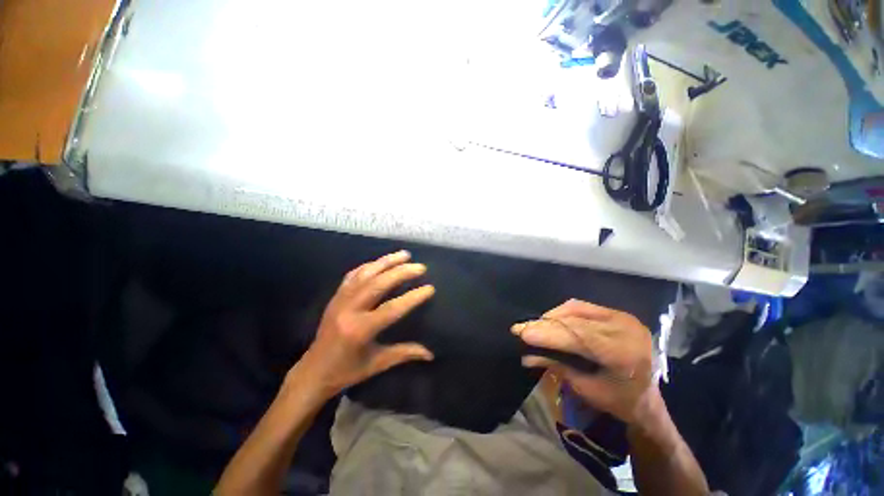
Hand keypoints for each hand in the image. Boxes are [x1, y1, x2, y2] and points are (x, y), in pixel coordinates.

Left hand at [295, 250, 434, 397]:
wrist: (313, 371)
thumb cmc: (347, 371)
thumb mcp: (377, 363)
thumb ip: (404, 354)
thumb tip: (430, 354)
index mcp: (360, 330)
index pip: (392, 308)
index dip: (412, 297)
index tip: (430, 288)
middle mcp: (349, 310)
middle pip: (378, 284)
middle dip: (401, 272)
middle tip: (420, 267)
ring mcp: (340, 300)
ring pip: (366, 274)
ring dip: (387, 261)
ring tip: (405, 254)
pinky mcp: (335, 296)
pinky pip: (353, 275)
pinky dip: (369, 265)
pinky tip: (381, 262)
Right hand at [512, 299, 653, 424]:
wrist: (650, 400)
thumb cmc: (620, 402)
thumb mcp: (586, 389)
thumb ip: (557, 367)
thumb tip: (526, 356)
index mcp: (623, 354)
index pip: (577, 336)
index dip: (548, 333)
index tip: (521, 332)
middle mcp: (625, 329)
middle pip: (574, 321)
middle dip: (544, 324)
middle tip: (521, 328)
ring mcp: (623, 318)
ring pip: (576, 309)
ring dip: (553, 317)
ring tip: (536, 326)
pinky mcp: (618, 314)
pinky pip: (583, 307)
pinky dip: (564, 312)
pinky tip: (553, 321)